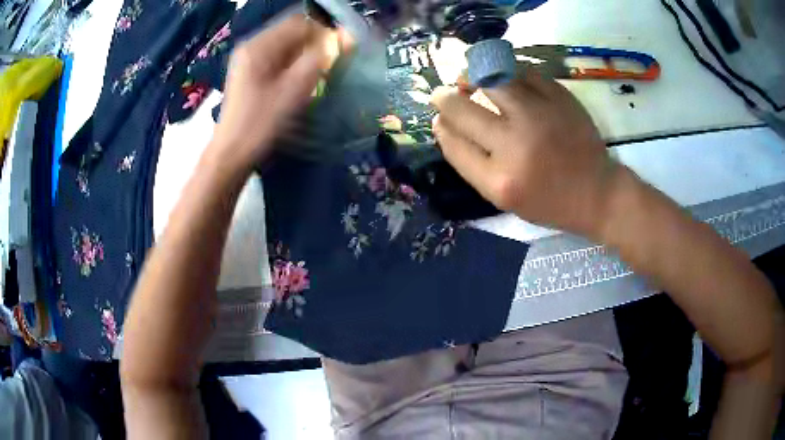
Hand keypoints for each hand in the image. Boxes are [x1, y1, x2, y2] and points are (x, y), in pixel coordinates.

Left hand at [210, 14, 342, 173]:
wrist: (232, 154)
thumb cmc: (260, 123)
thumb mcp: (293, 90)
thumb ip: (320, 59)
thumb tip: (346, 37)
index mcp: (259, 45)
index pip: (300, 23)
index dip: (324, 33)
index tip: (339, 54)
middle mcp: (252, 45)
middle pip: (293, 32)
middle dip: (315, 45)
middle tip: (329, 67)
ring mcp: (250, 59)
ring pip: (288, 46)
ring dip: (307, 55)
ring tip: (316, 76)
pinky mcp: (252, 72)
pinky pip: (280, 58)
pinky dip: (295, 64)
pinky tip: (301, 82)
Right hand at [431, 70, 619, 236]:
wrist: (597, 192)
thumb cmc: (548, 201)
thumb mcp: (503, 198)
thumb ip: (471, 164)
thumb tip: (445, 124)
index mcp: (500, 180)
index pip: (453, 142)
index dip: (440, 125)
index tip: (438, 118)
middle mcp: (516, 145)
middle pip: (463, 109)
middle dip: (444, 98)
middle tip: (443, 94)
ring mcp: (540, 116)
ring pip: (490, 80)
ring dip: (471, 76)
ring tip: (470, 79)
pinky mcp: (560, 98)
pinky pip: (522, 73)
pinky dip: (506, 73)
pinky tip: (504, 80)